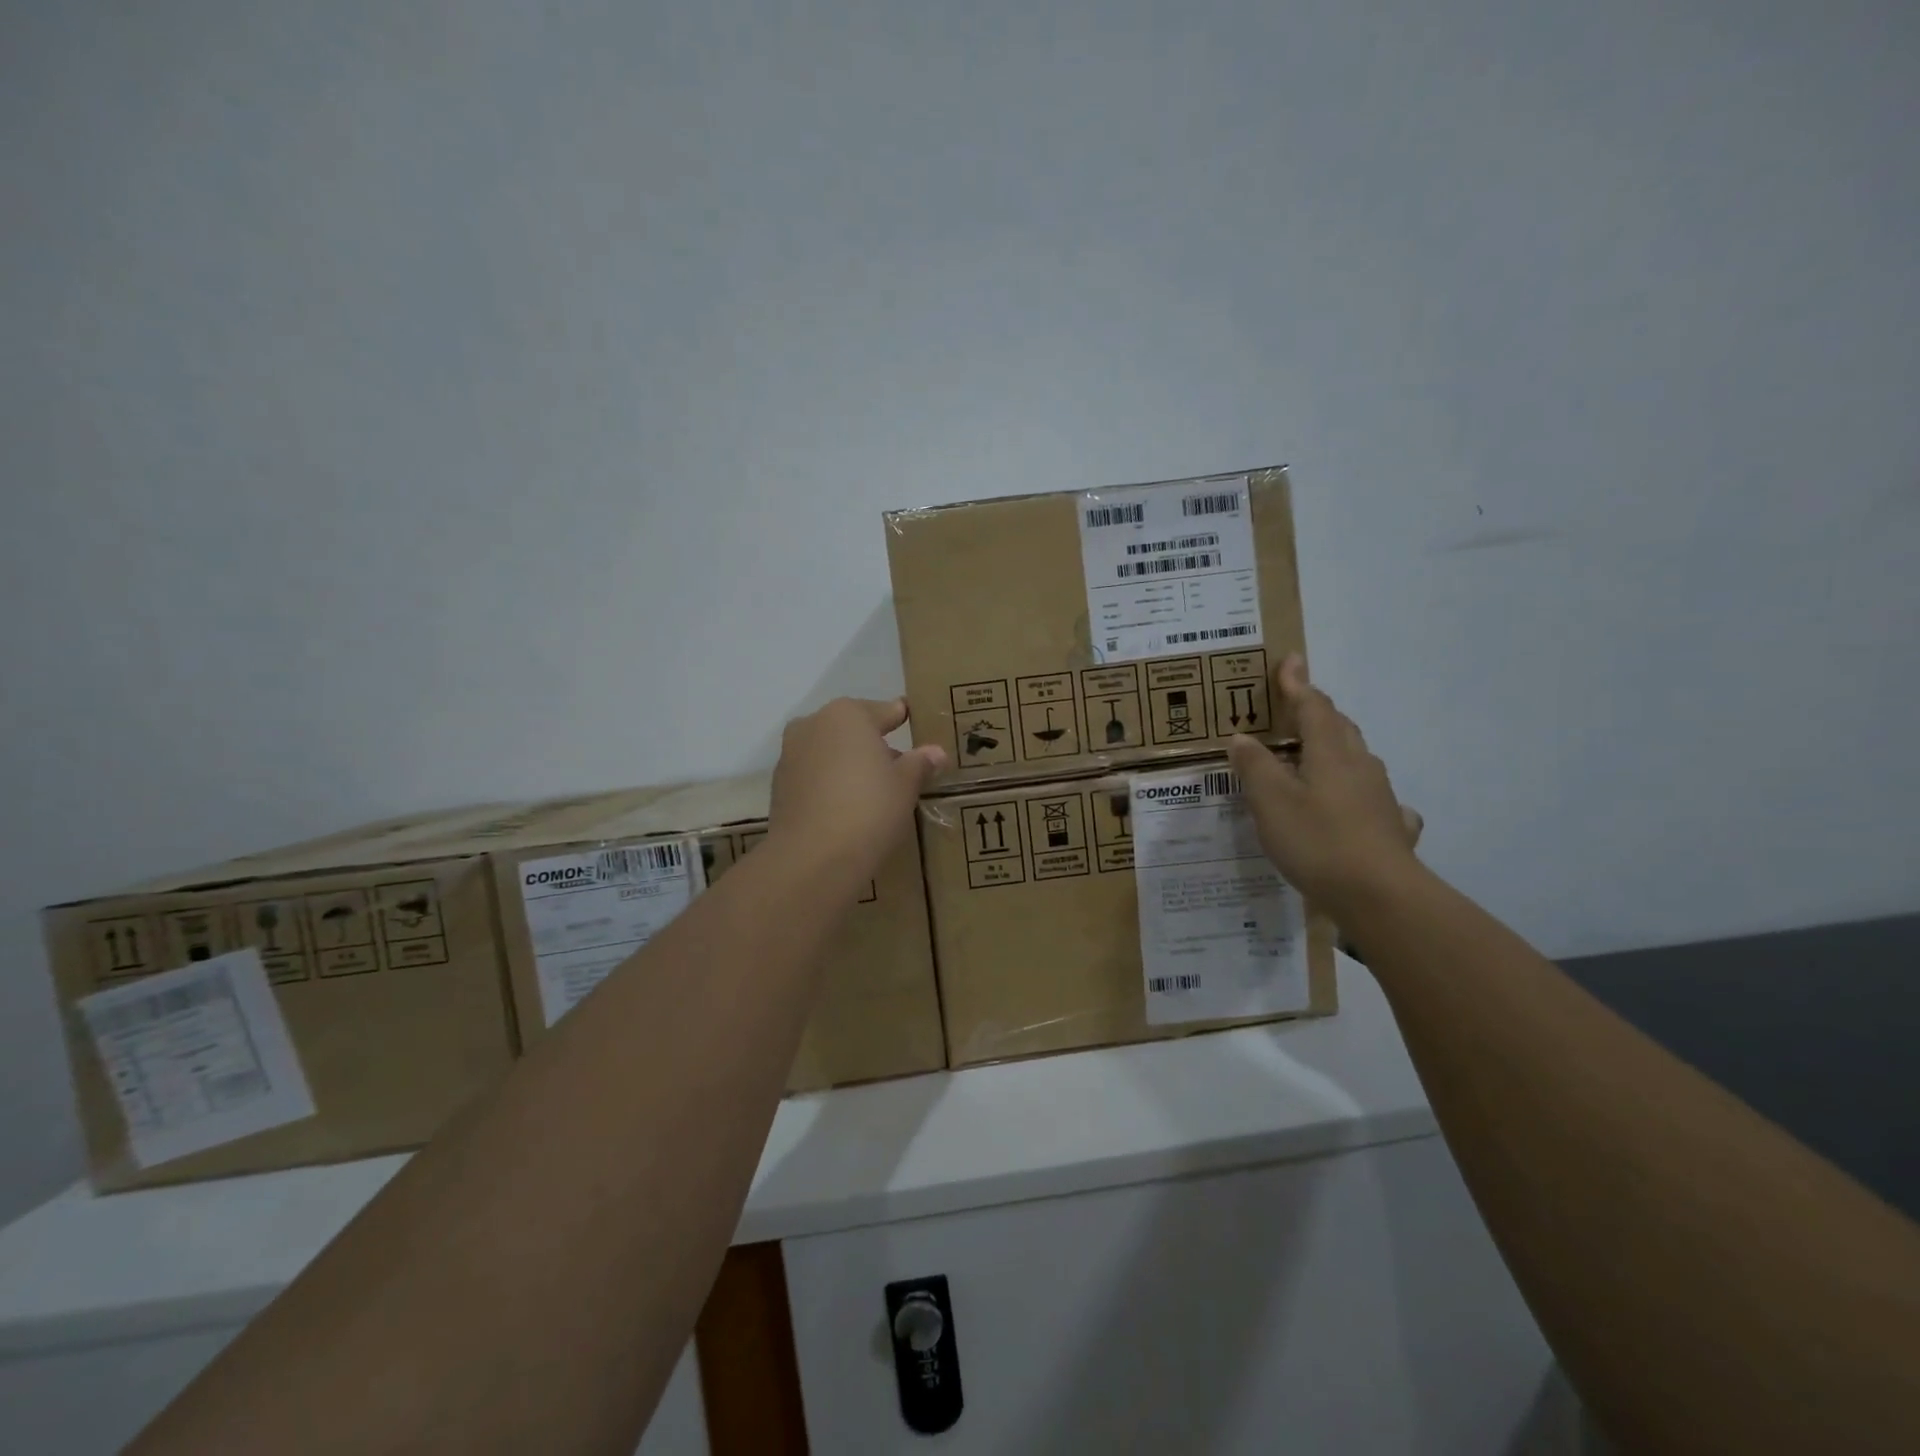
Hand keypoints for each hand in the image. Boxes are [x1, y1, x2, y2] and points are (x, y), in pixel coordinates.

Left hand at [769, 698, 946, 878]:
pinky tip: (846, 808)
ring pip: (830, 752)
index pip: (885, 711)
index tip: (914, 724)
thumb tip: (936, 752)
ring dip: (849, 764)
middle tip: (898, 768)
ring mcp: (790, 754)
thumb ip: (920, 764)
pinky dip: (830, 784)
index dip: (903, 719)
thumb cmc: (869, 809)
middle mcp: (813, 724)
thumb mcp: (905, 785)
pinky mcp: (779, 786)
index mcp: (848, 714)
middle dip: (873, 745)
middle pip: (852, 730)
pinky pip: (814, 776)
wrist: (813, 858)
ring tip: (873, 792)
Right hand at [1228, 656, 1422, 916]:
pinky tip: (1358, 806)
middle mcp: (1359, 766)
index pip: (1312, 707)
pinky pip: (1373, 799)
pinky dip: (1358, 792)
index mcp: (1330, 753)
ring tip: (1316, 753)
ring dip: (1335, 747)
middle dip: (1318, 712)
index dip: (1297, 684)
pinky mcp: (1390, 827)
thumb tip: (1241, 737)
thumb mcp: (1271, 802)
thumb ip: (1254, 767)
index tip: (1290, 660)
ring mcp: (1380, 797)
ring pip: (1356, 759)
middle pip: (1339, 728)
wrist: (1380, 896)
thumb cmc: (1318, 840)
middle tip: (1296, 706)